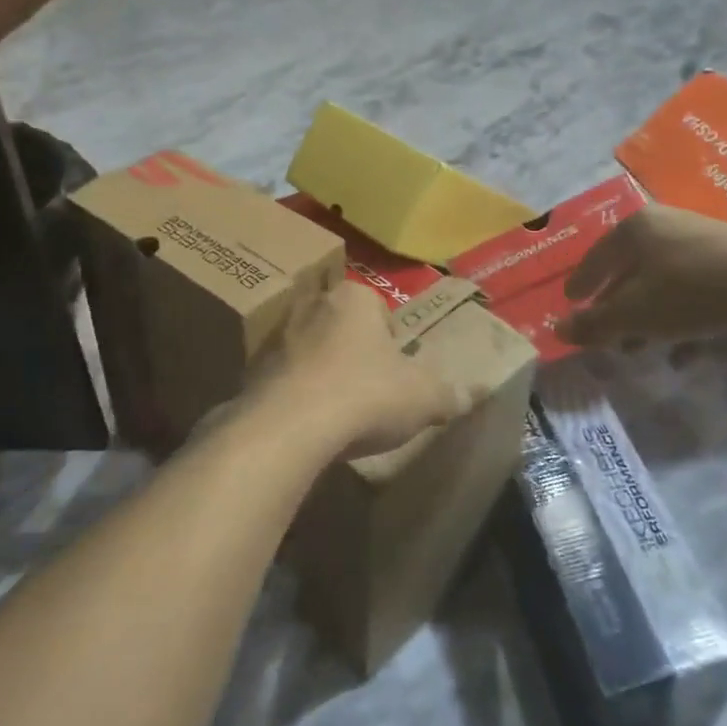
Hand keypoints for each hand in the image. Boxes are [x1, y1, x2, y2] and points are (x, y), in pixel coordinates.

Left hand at [261, 282, 480, 461]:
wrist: (290, 427)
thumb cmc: (366, 395)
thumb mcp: (424, 397)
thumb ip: (451, 393)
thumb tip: (475, 392)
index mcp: (354, 297)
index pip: (379, 309)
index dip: (392, 342)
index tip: (396, 373)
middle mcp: (311, 305)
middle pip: (341, 327)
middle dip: (354, 353)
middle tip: (369, 390)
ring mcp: (276, 336)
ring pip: (309, 350)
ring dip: (322, 373)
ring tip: (338, 412)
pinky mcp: (251, 370)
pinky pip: (283, 379)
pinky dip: (296, 395)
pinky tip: (308, 425)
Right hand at [555, 206, 726, 348]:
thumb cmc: (688, 291)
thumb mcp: (633, 314)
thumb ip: (593, 324)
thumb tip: (557, 331)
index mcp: (633, 229)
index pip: (595, 257)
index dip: (580, 283)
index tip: (570, 301)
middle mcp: (664, 226)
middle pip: (628, 270)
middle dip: (615, 305)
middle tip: (604, 332)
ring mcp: (700, 241)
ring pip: (661, 283)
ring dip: (647, 317)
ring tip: (639, 348)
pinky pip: (692, 292)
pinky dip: (679, 319)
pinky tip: (681, 353)